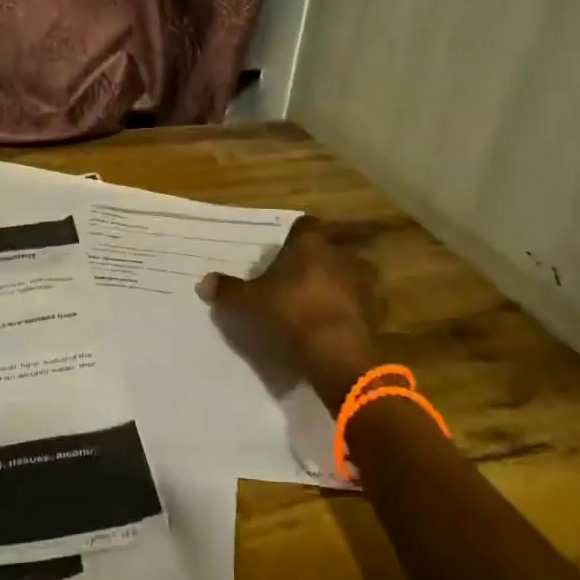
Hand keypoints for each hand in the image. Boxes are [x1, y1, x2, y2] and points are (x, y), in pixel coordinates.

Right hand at [199, 219, 379, 411]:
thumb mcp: (247, 303)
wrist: (335, 355)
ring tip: (316, 301)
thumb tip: (206, 281)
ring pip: (349, 275)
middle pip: (328, 250)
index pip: (305, 225)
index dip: (294, 236)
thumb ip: (228, 290)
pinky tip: (331, 324)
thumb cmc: (289, 314)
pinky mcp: (373, 312)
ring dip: (336, 284)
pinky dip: (347, 310)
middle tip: (295, 279)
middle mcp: (341, 256)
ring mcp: (362, 284)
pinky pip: (358, 304)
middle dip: (315, 261)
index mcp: (311, 244)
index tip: (282, 251)